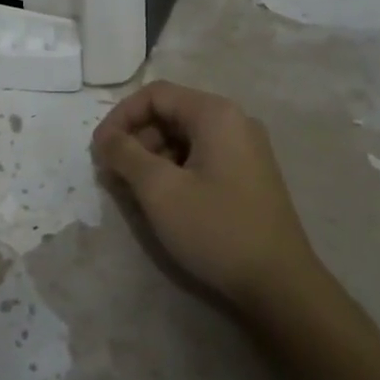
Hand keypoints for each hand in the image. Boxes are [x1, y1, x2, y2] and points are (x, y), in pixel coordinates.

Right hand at [91, 81, 321, 311]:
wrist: (281, 285)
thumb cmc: (216, 229)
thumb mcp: (160, 190)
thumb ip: (125, 155)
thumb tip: (104, 138)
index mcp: (216, 114)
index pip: (155, 94)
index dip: (120, 117)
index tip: (99, 150)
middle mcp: (234, 121)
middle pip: (170, 113)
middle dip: (136, 139)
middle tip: (113, 174)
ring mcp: (245, 149)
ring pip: (184, 137)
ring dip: (152, 157)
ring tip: (133, 191)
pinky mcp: (248, 175)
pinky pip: (201, 157)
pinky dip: (175, 170)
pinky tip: (163, 200)